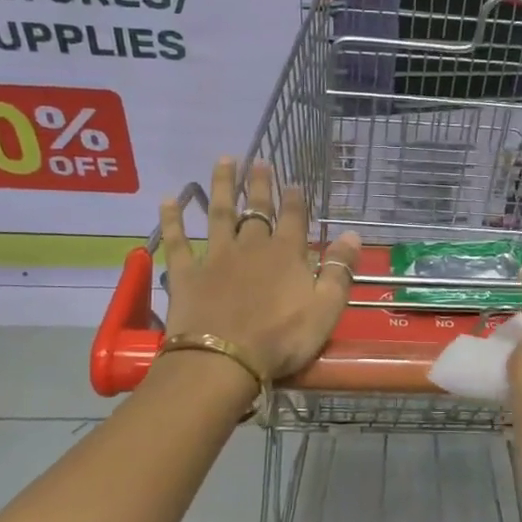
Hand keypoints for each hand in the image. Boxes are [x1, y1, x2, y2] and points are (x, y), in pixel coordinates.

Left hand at [159, 158, 362, 381]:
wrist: (223, 360)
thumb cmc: (281, 339)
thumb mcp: (325, 309)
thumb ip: (339, 271)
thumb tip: (353, 235)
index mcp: (286, 255)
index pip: (293, 219)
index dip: (294, 199)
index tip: (293, 182)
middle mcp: (251, 247)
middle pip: (256, 210)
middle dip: (259, 185)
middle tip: (258, 161)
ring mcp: (215, 257)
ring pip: (219, 214)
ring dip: (221, 186)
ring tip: (223, 161)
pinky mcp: (186, 274)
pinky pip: (178, 242)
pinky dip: (173, 220)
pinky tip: (167, 200)